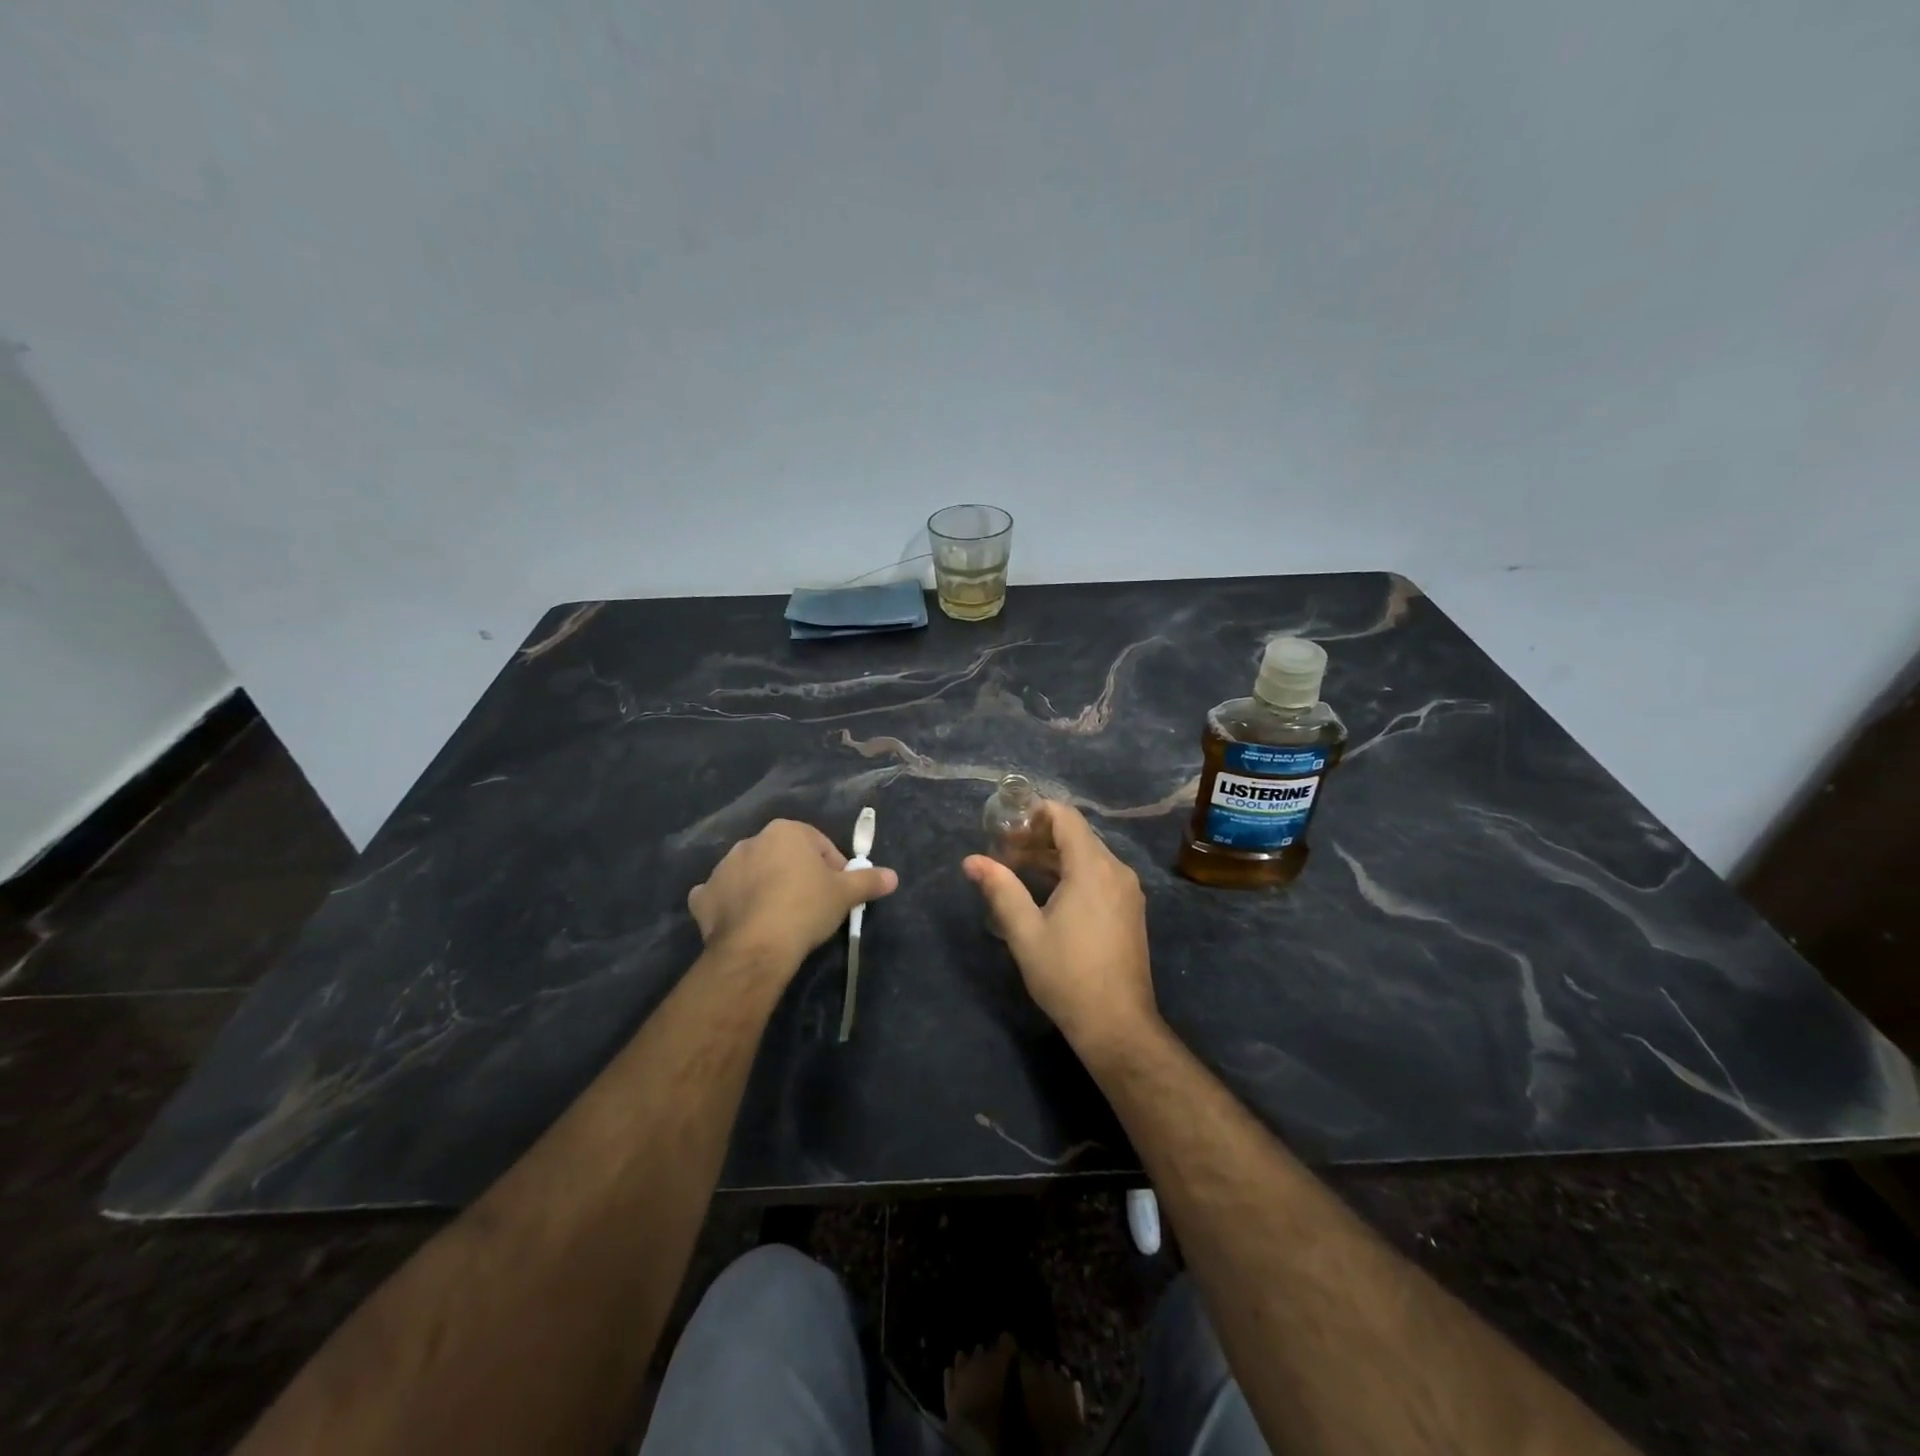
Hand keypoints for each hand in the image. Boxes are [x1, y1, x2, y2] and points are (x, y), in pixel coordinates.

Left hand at [688, 819, 897, 977]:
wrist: (757, 946)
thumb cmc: (806, 907)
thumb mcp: (846, 894)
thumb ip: (869, 880)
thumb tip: (893, 877)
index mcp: (786, 831)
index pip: (819, 844)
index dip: (833, 867)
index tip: (839, 891)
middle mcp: (751, 841)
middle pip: (783, 856)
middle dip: (797, 875)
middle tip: (812, 905)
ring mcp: (722, 868)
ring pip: (752, 874)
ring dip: (764, 888)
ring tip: (780, 918)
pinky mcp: (703, 897)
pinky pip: (721, 896)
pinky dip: (731, 905)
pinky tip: (744, 922)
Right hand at [962, 801, 1156, 1052]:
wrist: (1117, 1024)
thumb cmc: (1067, 975)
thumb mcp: (1025, 932)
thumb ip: (1000, 889)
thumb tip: (972, 860)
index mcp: (1093, 868)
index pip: (1066, 817)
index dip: (1035, 812)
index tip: (1005, 824)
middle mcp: (1116, 870)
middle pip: (1077, 834)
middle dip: (1039, 836)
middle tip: (1003, 850)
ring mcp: (1127, 891)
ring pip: (1088, 855)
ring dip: (1054, 856)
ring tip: (1017, 869)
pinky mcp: (1129, 910)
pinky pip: (1099, 875)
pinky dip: (1072, 873)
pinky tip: (1047, 892)